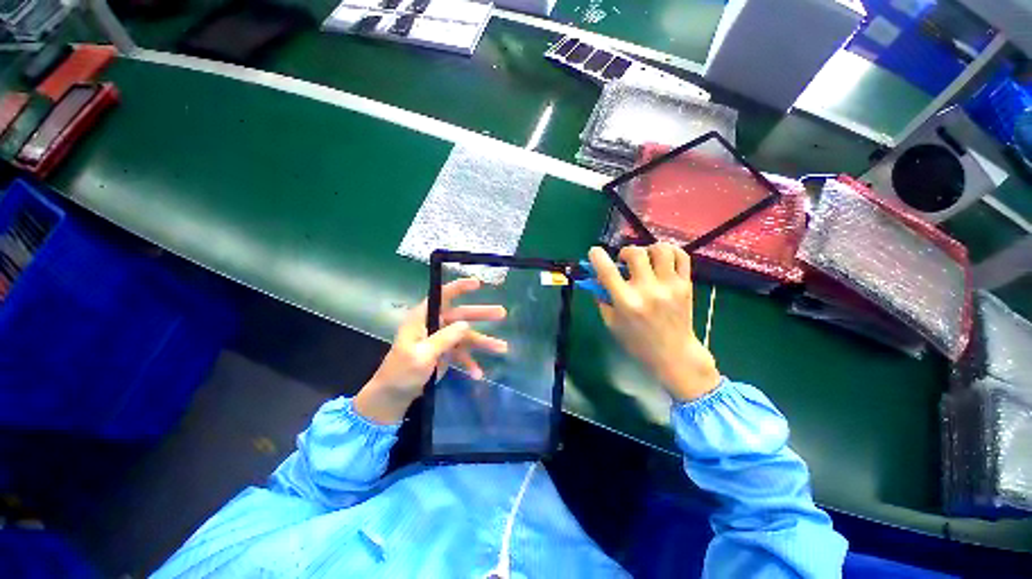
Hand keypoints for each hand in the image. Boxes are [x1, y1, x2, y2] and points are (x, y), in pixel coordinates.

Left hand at [354, 278, 507, 423]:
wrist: (393, 397)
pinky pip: (462, 354)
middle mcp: (434, 325)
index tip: (478, 283)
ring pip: (466, 336)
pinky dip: (471, 363)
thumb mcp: (421, 355)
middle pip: (461, 315)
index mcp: (423, 318)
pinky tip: (478, 373)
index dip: (459, 287)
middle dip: (481, 314)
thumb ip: (444, 339)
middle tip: (502, 313)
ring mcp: (441, 340)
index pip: (442, 296)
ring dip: (484, 342)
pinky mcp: (446, 354)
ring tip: (503, 347)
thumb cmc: (401, 372)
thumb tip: (466, 324)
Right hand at [589, 243, 718, 401]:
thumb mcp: (611, 323)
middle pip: (635, 253)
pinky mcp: (686, 285)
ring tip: (645, 260)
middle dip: (625, 252)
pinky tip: (661, 259)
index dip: (597, 256)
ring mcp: (669, 286)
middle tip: (623, 262)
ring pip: (660, 249)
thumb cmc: (637, 342)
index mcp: (626, 302)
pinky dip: (670, 251)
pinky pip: (681, 256)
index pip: (607, 271)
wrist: (674, 354)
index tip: (594, 252)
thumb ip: (602, 299)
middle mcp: (648, 290)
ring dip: (648, 249)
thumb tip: (596, 278)